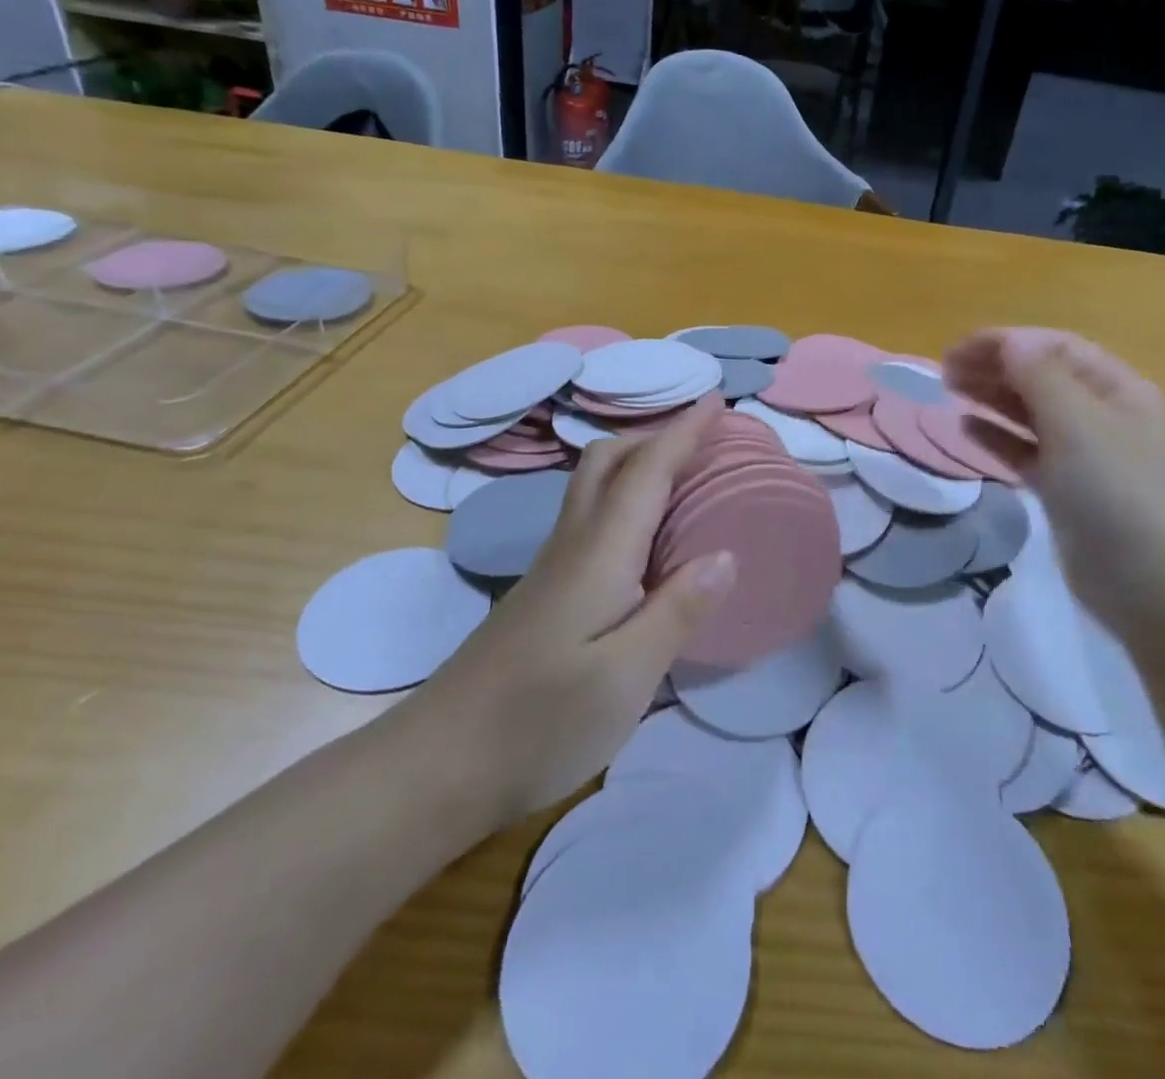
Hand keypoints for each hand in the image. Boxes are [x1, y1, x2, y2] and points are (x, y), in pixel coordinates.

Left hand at [403, 396, 736, 832]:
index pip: (647, 471)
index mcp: (600, 553)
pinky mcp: (545, 592)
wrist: (438, 764)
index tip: (718, 400)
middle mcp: (574, 544)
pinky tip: (646, 535)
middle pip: (608, 461)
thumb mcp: (625, 678)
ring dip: (638, 462)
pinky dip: (626, 499)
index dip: (684, 431)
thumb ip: (678, 612)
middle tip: (703, 438)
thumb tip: (726, 555)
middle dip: (656, 435)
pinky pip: (592, 517)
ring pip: (595, 485)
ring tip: (683, 473)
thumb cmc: (539, 721)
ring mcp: (553, 567)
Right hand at [943, 329, 1164, 629]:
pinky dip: (998, 437)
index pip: (1056, 348)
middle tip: (945, 369)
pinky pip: (1027, 451)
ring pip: (1032, 413)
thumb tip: (1009, 340)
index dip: (1007, 342)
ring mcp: (1086, 455)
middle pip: (1042, 377)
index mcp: (1119, 389)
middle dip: (995, 366)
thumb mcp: (1079, 425)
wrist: (1150, 586)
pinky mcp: (1067, 489)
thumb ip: (1040, 377)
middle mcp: (1104, 415)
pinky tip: (967, 428)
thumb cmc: (1117, 493)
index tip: (959, 348)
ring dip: (992, 397)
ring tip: (950, 388)